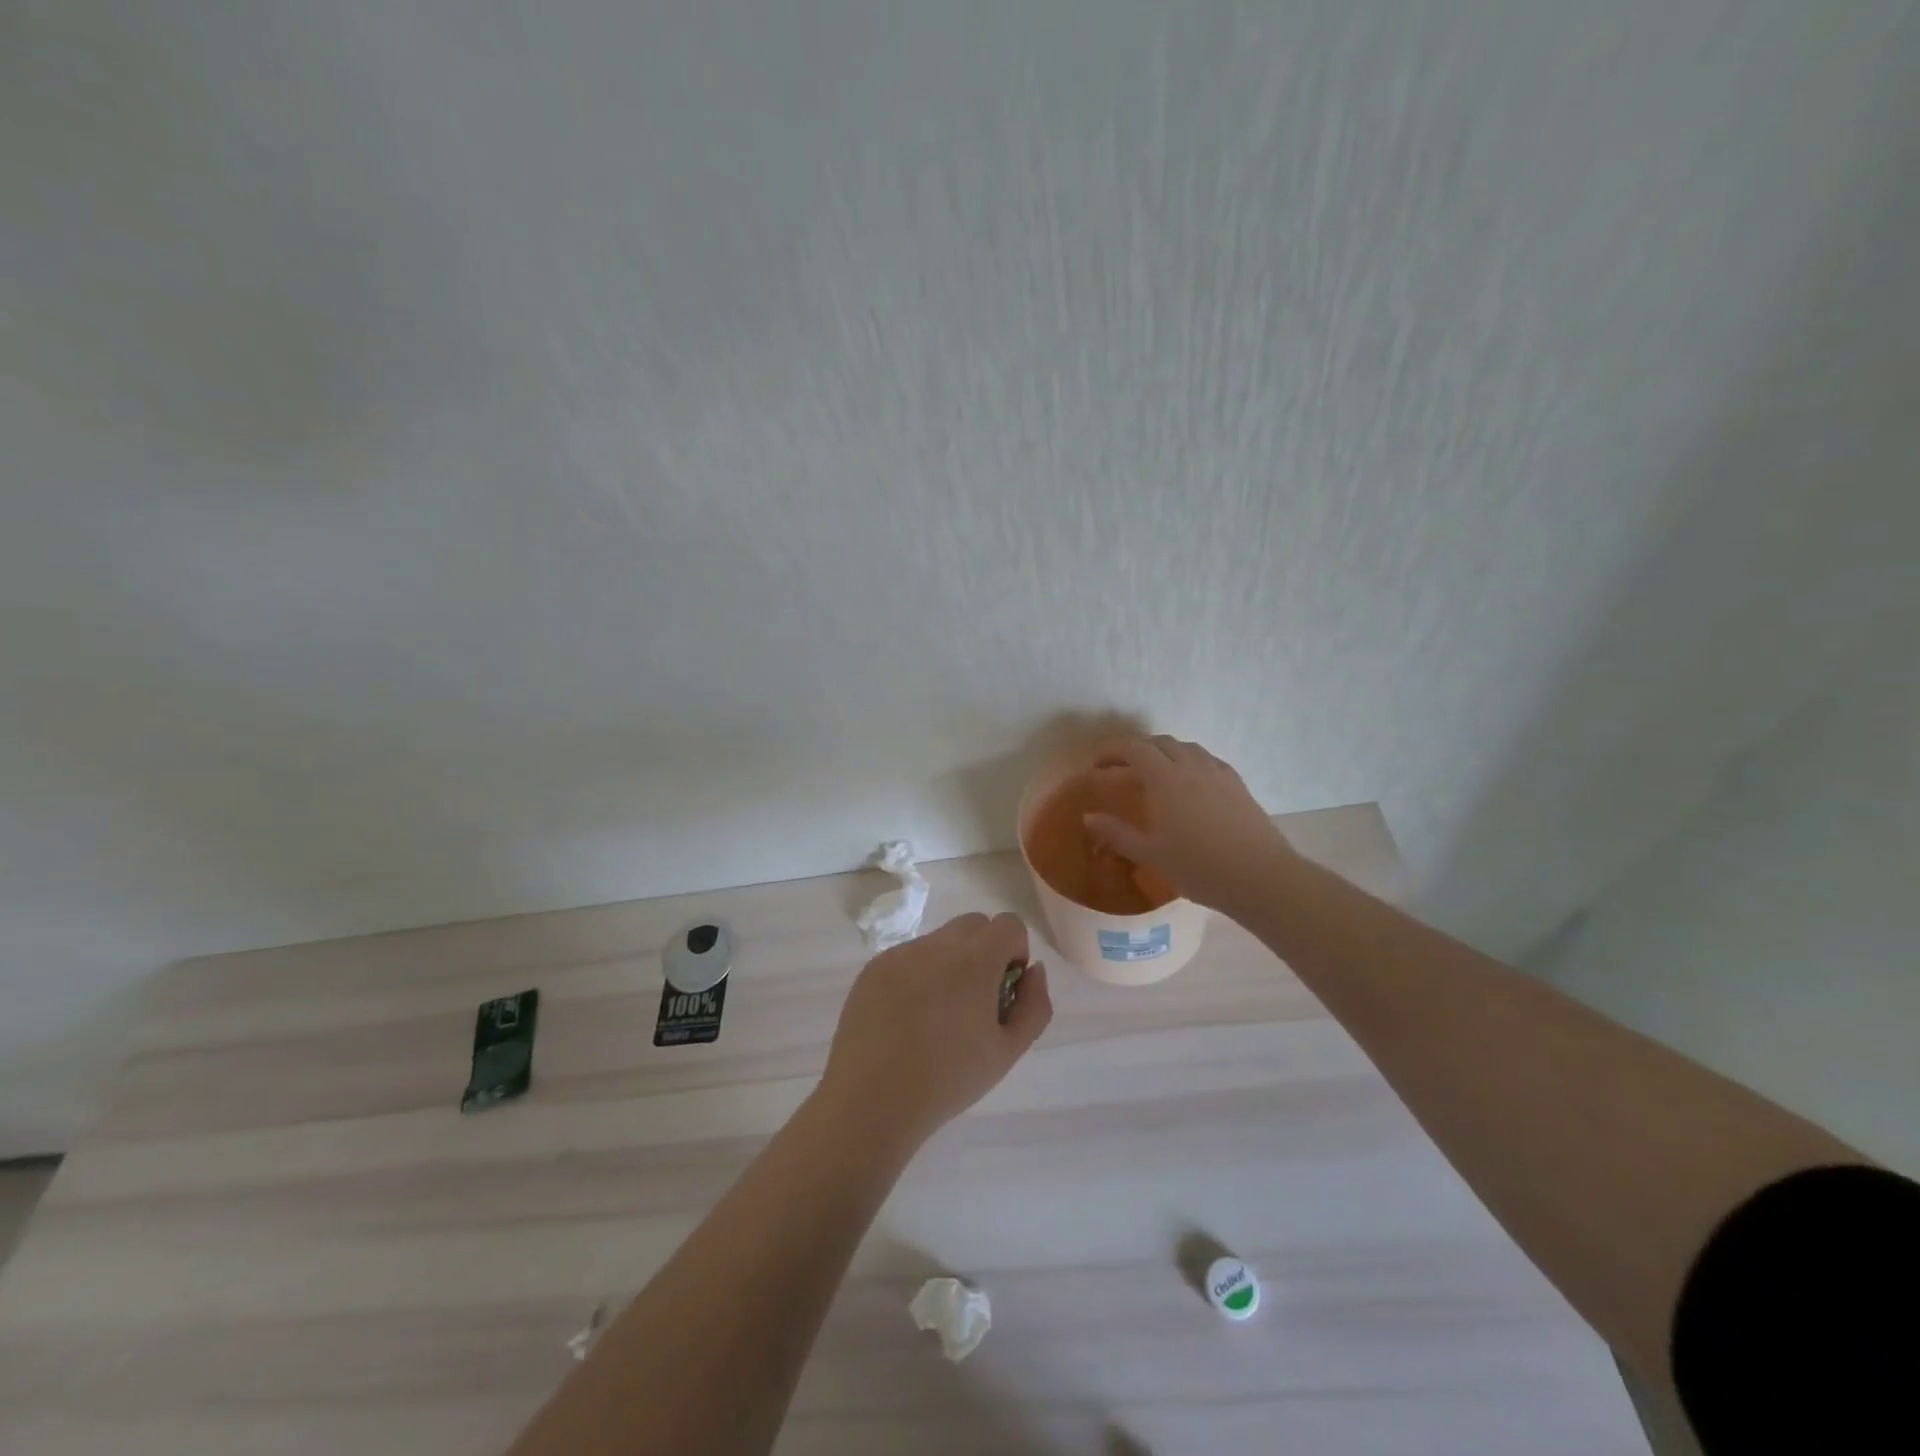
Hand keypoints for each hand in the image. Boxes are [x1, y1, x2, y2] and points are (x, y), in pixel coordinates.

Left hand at [818, 912, 1052, 1155]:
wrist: (871, 1100)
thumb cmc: (948, 1080)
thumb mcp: (1007, 1051)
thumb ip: (1034, 1005)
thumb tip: (1033, 970)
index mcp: (974, 960)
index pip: (1009, 924)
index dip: (1014, 952)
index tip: (1002, 990)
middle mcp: (937, 945)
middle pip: (974, 924)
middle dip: (984, 951)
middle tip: (974, 1002)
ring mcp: (901, 954)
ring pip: (939, 941)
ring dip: (949, 964)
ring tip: (935, 1017)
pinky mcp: (874, 968)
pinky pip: (908, 957)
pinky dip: (917, 976)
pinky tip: (906, 1020)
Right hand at [1084, 736, 1295, 914]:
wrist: (1260, 877)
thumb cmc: (1199, 867)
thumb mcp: (1151, 853)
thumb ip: (1117, 833)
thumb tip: (1089, 817)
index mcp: (1165, 778)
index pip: (1133, 748)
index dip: (1111, 750)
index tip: (1097, 764)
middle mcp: (1191, 765)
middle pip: (1159, 742)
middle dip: (1136, 749)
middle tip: (1121, 769)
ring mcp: (1218, 772)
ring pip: (1186, 747)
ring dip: (1164, 752)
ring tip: (1154, 774)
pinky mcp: (1237, 784)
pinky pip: (1207, 760)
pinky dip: (1189, 762)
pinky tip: (1189, 784)